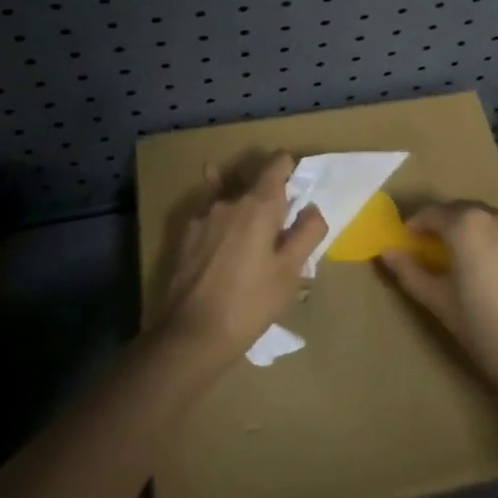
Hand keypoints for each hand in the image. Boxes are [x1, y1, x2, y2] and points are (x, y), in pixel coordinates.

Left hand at [156, 154, 326, 371]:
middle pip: (253, 180)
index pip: (278, 163)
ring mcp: (202, 216)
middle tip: (281, 221)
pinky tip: (223, 237)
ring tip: (252, 232)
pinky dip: (221, 219)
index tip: (299, 186)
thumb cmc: (251, 302)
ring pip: (230, 197)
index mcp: (259, 205)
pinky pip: (209, 215)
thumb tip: (312, 208)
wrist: (193, 334)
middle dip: (269, 193)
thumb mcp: (290, 272)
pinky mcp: (185, 236)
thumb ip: (307, 233)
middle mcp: (229, 201)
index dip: (290, 168)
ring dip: (243, 206)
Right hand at [379, 202, 497, 398]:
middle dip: (445, 226)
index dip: (416, 225)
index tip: (407, 241)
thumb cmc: (487, 331)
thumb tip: (386, 251)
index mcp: (467, 225)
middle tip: (433, 251)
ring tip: (467, 262)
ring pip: (490, 222)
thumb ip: (410, 272)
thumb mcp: (440, 303)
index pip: (432, 213)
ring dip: (474, 233)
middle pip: (463, 212)